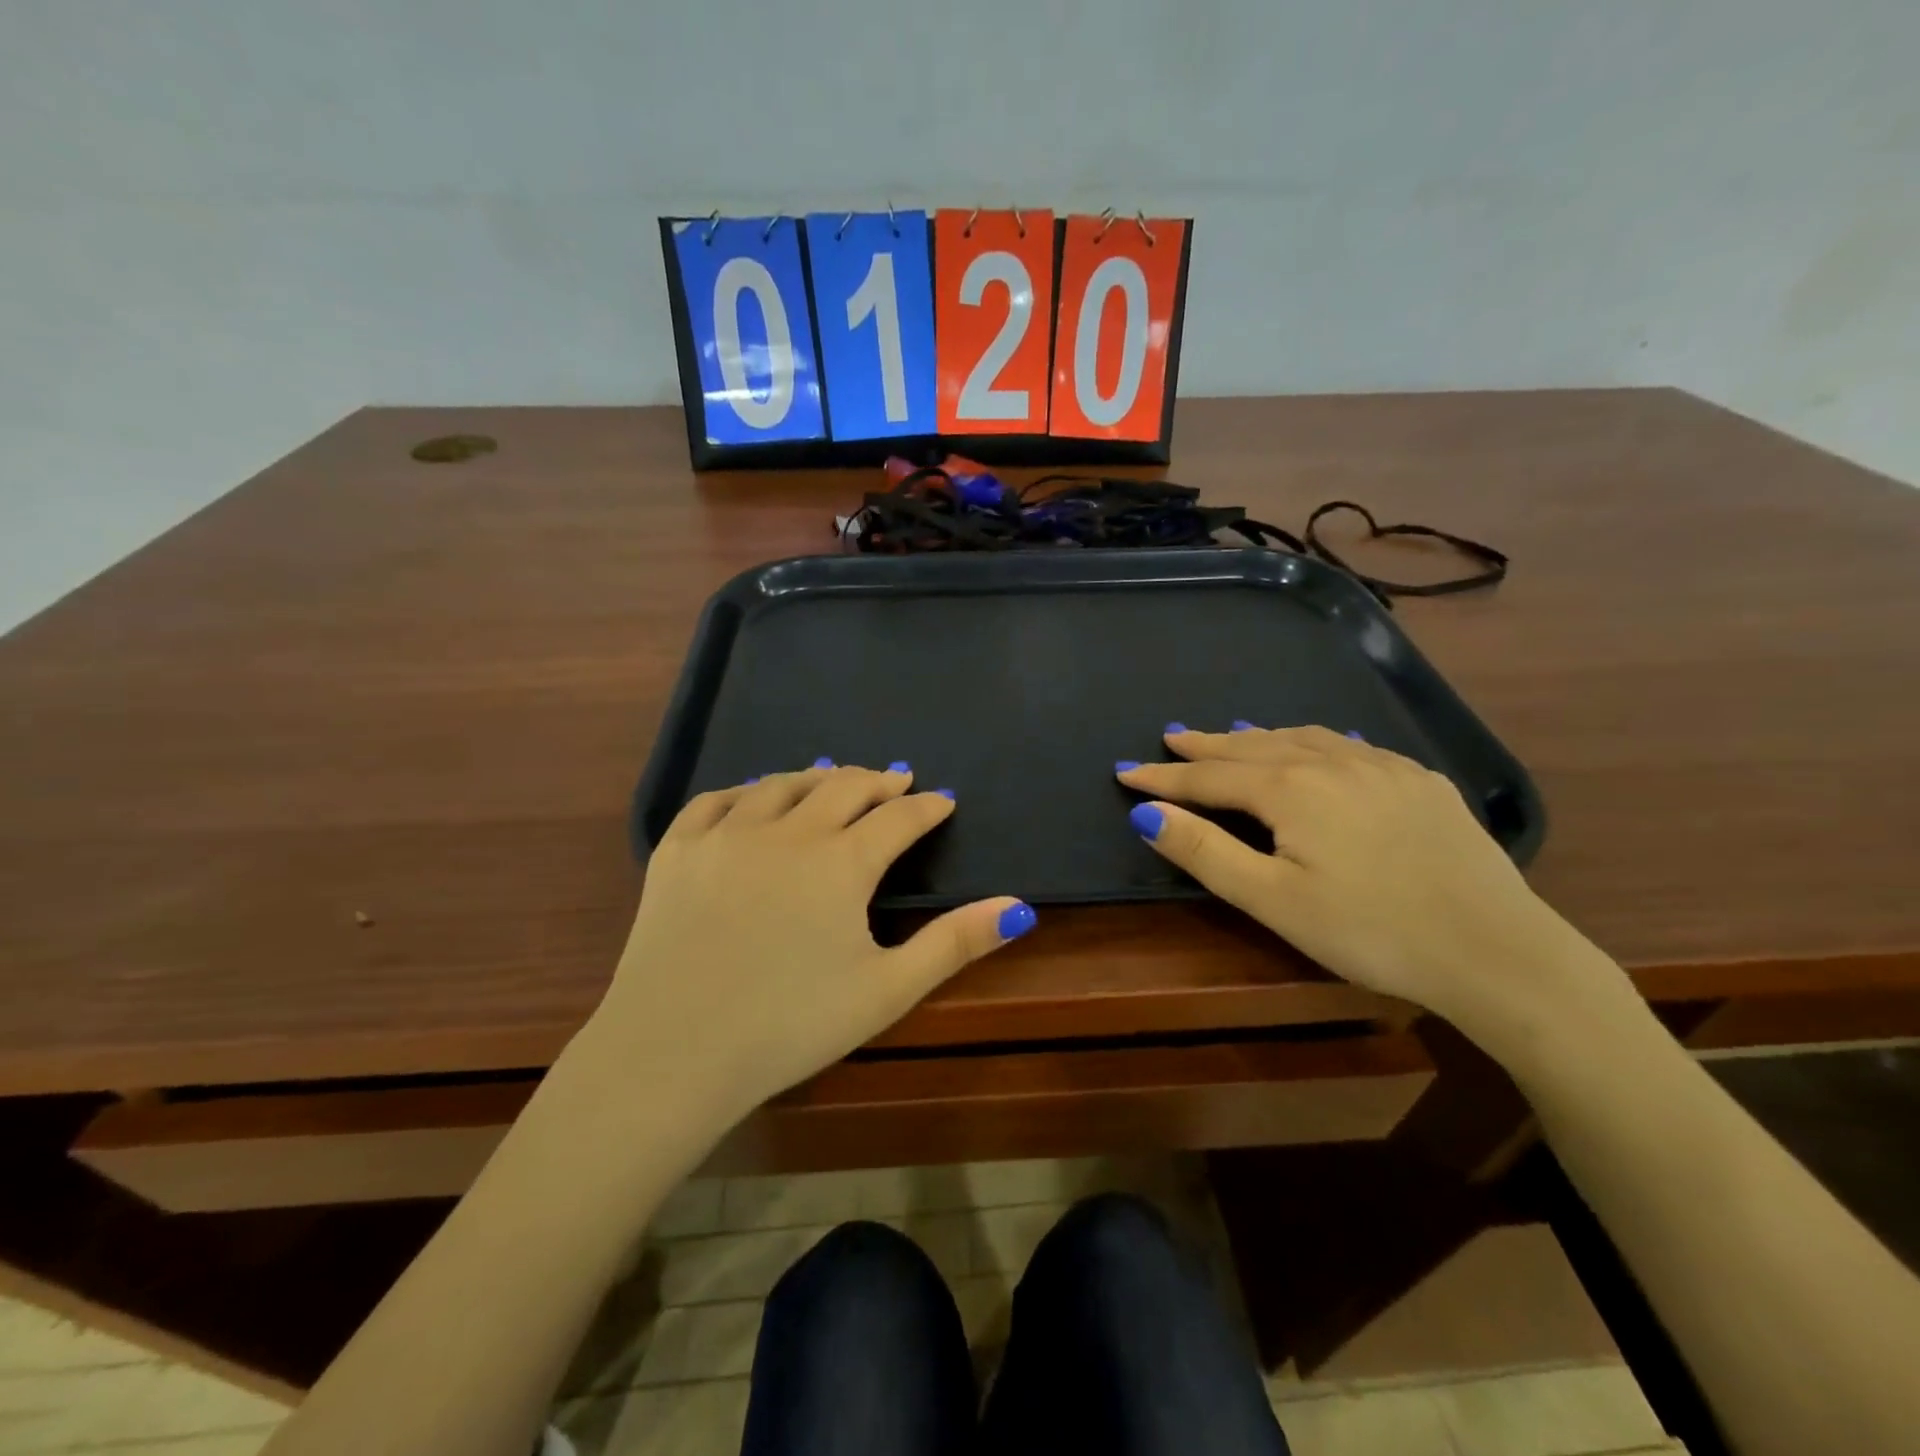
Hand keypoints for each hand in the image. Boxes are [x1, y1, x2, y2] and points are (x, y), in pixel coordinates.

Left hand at [588, 764, 1032, 1132]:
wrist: (672, 1053)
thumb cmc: (789, 1026)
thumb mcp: (886, 990)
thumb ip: (954, 943)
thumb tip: (1019, 907)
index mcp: (841, 863)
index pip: (897, 818)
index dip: (926, 807)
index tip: (942, 801)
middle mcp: (787, 831)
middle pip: (843, 786)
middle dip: (878, 780)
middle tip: (896, 779)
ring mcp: (726, 835)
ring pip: (780, 784)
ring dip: (816, 777)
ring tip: (833, 777)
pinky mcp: (677, 850)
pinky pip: (715, 800)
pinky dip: (745, 791)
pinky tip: (753, 796)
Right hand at [1117, 727, 1633, 1053]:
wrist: (1496, 951)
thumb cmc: (1369, 930)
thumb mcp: (1271, 899)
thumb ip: (1205, 851)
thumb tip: (1147, 812)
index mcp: (1290, 789)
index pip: (1209, 776)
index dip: (1163, 775)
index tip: (1124, 770)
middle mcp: (1332, 762)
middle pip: (1253, 746)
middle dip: (1207, 743)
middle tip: (1172, 735)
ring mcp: (1383, 767)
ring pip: (1303, 737)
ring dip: (1259, 736)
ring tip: (1234, 735)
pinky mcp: (1422, 782)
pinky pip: (1351, 746)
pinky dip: (1314, 741)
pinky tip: (1319, 747)